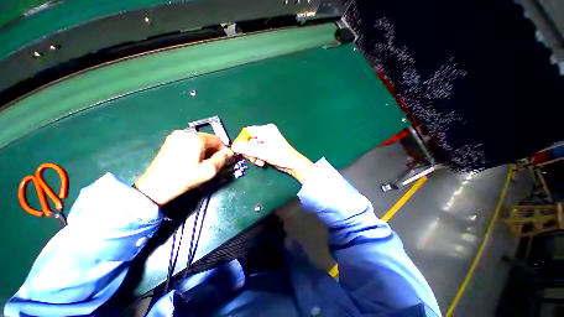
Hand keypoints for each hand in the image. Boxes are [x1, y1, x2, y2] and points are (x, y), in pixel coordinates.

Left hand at [135, 130, 232, 204]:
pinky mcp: (170, 141)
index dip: (223, 149)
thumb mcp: (208, 171)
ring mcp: (176, 136)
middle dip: (214, 149)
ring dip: (205, 149)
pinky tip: (193, 159)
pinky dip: (195, 148)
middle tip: (214, 162)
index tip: (224, 159)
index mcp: (196, 138)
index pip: (217, 139)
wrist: (156, 186)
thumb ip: (222, 159)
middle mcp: (186, 133)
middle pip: (207, 139)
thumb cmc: (185, 178)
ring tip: (203, 162)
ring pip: (198, 140)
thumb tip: (228, 152)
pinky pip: (189, 142)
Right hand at [231, 124, 314, 183]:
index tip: (239, 150)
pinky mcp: (269, 147)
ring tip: (259, 162)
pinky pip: (258, 151)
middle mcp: (266, 133)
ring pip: (253, 147)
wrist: (292, 164)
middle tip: (252, 158)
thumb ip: (246, 149)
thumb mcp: (261, 152)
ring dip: (254, 156)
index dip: (242, 140)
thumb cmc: (279, 156)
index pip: (247, 131)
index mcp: (266, 130)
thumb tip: (233, 147)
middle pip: (250, 140)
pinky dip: (258, 157)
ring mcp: (268, 140)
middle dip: (250, 151)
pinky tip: (262, 163)